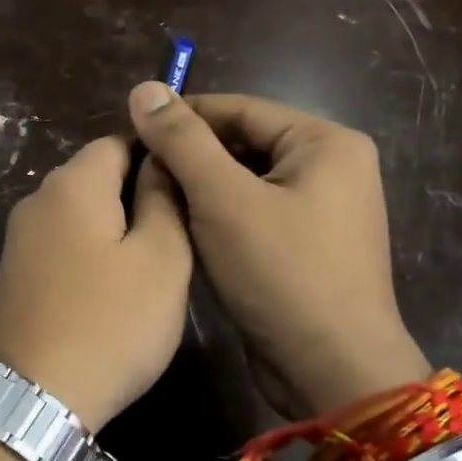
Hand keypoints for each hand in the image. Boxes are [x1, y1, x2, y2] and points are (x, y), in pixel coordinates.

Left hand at [0, 137, 192, 432]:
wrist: (34, 397)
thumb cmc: (110, 323)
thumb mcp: (161, 258)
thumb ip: (164, 198)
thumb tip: (160, 160)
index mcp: (72, 184)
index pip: (120, 139)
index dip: (159, 154)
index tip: (192, 184)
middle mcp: (37, 199)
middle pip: (96, 174)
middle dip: (138, 191)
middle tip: (181, 228)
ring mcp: (19, 238)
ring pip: (80, 212)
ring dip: (116, 224)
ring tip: (153, 259)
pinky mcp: (15, 273)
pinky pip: (62, 242)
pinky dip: (91, 250)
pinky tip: (113, 284)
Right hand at [128, 83, 428, 416]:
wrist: (331, 371)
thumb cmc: (282, 274)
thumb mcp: (224, 199)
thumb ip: (182, 141)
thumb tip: (143, 89)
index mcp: (325, 143)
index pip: (240, 109)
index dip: (182, 117)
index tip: (130, 131)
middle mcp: (331, 169)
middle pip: (243, 145)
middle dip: (190, 157)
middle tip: (136, 171)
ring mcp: (321, 212)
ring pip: (244, 183)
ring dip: (199, 190)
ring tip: (151, 200)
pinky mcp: (305, 248)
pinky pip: (253, 216)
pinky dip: (218, 219)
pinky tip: (182, 231)